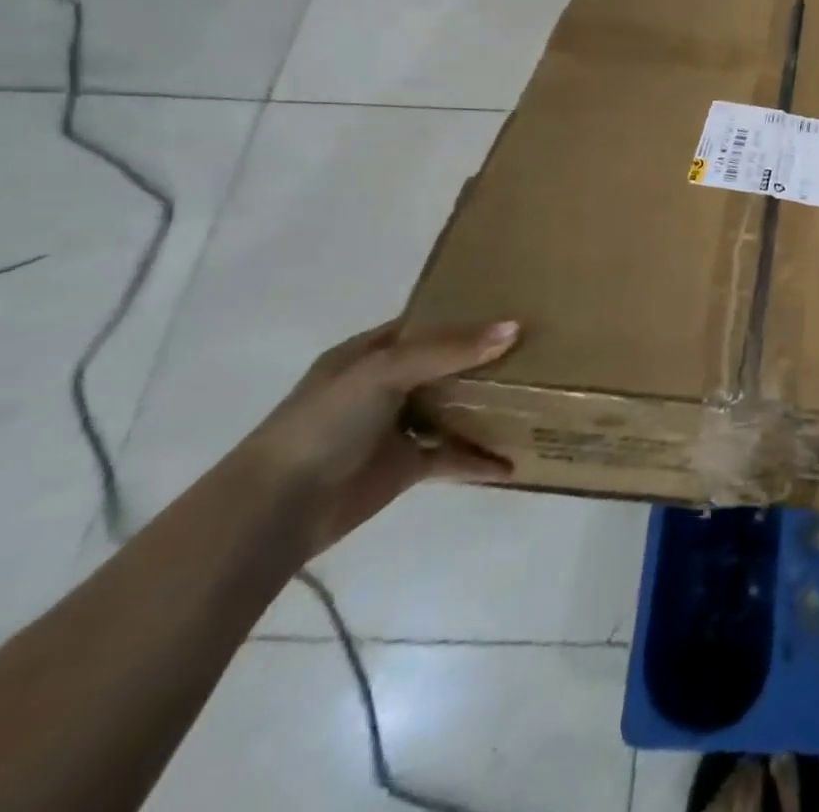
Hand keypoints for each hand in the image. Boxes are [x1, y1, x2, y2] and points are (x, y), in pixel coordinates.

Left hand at [230, 319, 519, 559]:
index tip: (516, 307)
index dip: (467, 314)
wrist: (277, 510)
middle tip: (541, 349)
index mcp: (370, 352)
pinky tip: (512, 461)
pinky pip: (451, 456)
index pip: (427, 323)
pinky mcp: (404, 466)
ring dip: (488, 406)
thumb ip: (448, 350)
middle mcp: (386, 384)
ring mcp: (395, 426)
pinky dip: (479, 459)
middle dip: (488, 358)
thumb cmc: (325, 424)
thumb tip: (514, 328)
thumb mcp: (384, 372)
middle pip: (447, 364)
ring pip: (453, 408)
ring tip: (537, 397)